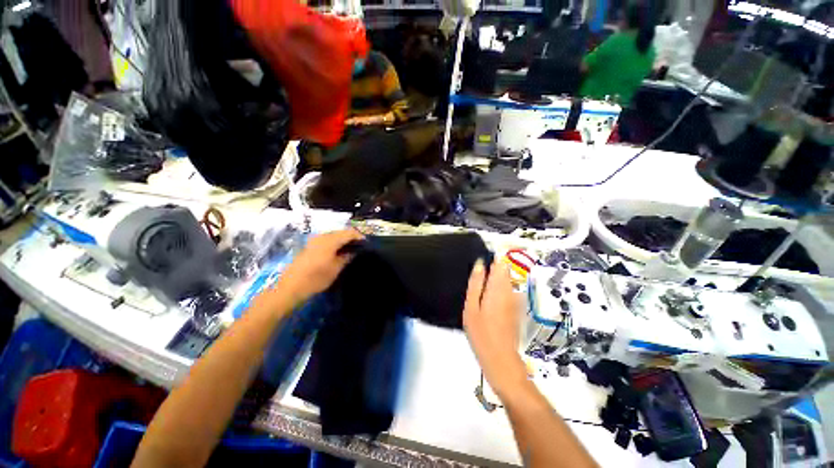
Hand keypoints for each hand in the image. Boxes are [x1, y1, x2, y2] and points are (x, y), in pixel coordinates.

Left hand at [275, 229, 363, 305]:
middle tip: (359, 247)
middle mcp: (321, 237)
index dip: (359, 236)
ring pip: (333, 235)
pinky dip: (334, 243)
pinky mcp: (309, 246)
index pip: (349, 232)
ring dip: (342, 240)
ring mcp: (314, 241)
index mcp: (330, 240)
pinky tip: (337, 252)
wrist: (291, 287)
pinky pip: (326, 240)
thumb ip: (346, 257)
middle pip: (340, 232)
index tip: (366, 244)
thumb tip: (354, 251)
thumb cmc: (316, 278)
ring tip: (350, 250)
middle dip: (351, 237)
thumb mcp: (336, 269)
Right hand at [463, 259, 526, 396]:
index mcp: (499, 287)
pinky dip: (499, 286)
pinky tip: (488, 296)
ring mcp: (516, 298)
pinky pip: (508, 288)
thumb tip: (480, 263)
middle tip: (478, 271)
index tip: (484, 250)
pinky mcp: (517, 306)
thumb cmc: (481, 333)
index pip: (502, 261)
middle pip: (505, 268)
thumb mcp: (471, 307)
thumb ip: (476, 283)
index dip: (495, 252)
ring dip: (495, 275)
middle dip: (494, 264)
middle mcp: (511, 289)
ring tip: (480, 283)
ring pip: (507, 278)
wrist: (501, 359)